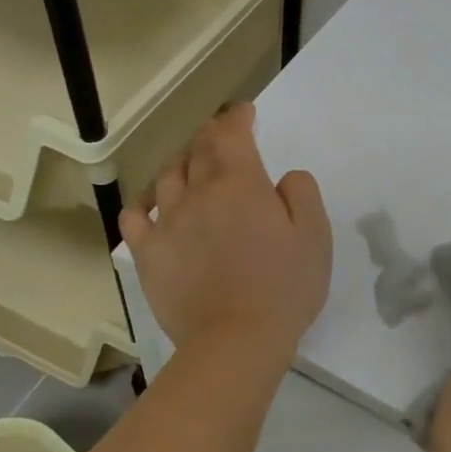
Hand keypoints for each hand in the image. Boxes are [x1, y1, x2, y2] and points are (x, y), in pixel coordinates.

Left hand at [119, 104, 331, 361]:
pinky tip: (153, 205)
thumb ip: (301, 192)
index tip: (245, 111)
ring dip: (182, 162)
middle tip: (222, 135)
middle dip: (211, 135)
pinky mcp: (149, 255)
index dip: (237, 117)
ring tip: (192, 165)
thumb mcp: (315, 234)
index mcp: (240, 183)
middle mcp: (198, 193)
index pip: (231, 134)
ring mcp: (168, 223)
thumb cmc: (284, 286)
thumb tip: (283, 177)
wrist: (236, 340)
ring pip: (168, 177)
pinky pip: (135, 217)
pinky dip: (144, 203)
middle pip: (198, 150)